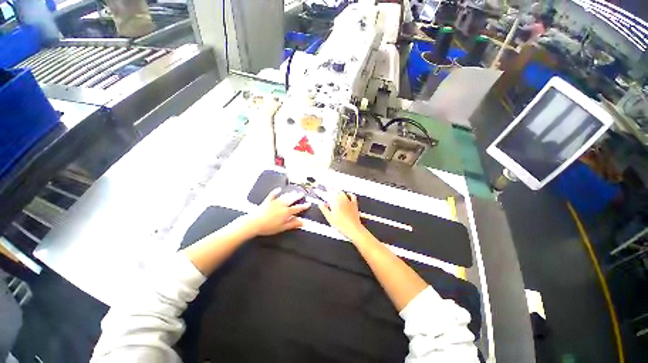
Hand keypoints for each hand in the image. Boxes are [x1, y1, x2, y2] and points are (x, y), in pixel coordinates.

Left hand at [243, 188, 310, 235]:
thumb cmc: (268, 227)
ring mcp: (274, 202)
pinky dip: (276, 191)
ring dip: (290, 194)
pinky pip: (272, 195)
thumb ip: (294, 224)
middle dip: (298, 196)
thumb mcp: (283, 227)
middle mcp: (282, 205)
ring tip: (294, 192)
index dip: (304, 206)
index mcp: (286, 212)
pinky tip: (278, 189)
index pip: (297, 208)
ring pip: (285, 196)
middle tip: (302, 194)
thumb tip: (303, 222)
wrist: (254, 223)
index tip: (308, 204)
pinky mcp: (267, 201)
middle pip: (292, 199)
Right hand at [317, 190, 366, 240]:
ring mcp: (348, 201)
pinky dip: (349, 194)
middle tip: (327, 188)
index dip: (323, 192)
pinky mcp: (354, 204)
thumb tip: (320, 204)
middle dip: (330, 189)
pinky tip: (348, 194)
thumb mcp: (329, 218)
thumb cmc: (341, 224)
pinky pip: (352, 196)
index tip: (319, 191)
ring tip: (335, 189)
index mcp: (334, 202)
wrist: (352, 228)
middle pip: (335, 192)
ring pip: (342, 192)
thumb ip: (324, 209)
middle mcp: (342, 200)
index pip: (327, 195)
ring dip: (338, 190)